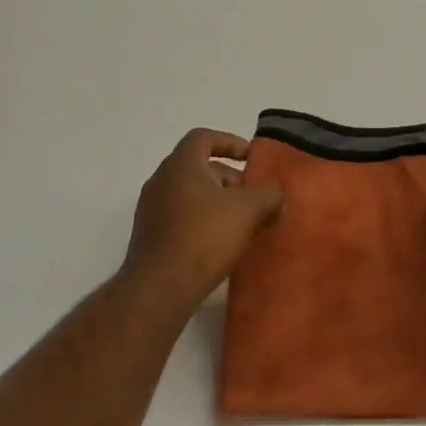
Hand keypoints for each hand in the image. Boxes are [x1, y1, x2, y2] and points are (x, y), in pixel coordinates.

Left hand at [123, 128, 282, 299]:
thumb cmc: (204, 237)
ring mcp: (151, 210)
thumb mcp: (248, 211)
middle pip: (198, 167)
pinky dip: (203, 220)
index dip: (230, 142)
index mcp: (180, 165)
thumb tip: (275, 194)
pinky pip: (181, 216)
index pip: (203, 137)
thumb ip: (268, 195)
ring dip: (217, 201)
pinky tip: (221, 243)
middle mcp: (161, 181)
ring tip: (242, 223)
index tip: (251, 157)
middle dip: (229, 178)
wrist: (160, 288)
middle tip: (253, 197)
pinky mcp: (150, 236)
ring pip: (190, 194)